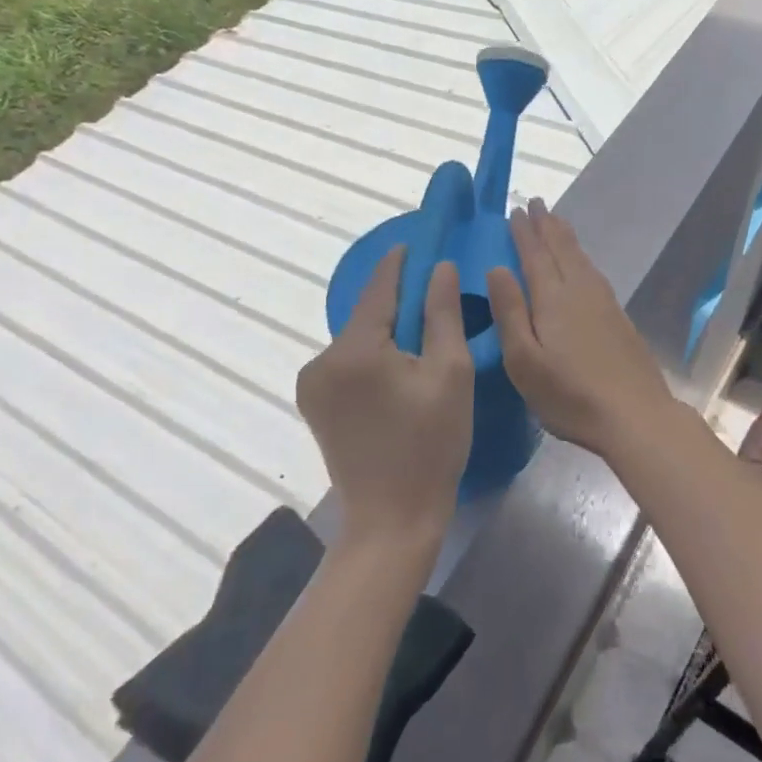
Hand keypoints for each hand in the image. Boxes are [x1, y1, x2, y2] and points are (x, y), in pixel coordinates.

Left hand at [296, 246, 472, 547]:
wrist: (392, 519)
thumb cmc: (431, 445)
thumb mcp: (449, 374)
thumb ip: (442, 313)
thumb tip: (438, 267)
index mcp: (354, 350)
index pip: (379, 288)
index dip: (400, 263)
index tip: (418, 242)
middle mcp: (321, 359)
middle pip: (367, 315)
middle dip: (398, 302)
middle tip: (433, 292)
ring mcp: (312, 383)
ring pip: (357, 339)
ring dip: (385, 331)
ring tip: (421, 335)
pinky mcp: (314, 403)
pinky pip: (347, 363)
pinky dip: (372, 356)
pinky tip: (398, 369)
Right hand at [486, 198, 680, 461]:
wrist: (635, 415)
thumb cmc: (570, 394)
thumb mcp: (524, 360)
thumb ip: (510, 312)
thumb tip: (496, 268)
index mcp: (552, 299)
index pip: (534, 255)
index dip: (524, 232)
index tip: (515, 210)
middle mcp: (579, 291)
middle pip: (561, 249)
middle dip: (546, 225)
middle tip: (536, 203)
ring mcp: (603, 303)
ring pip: (581, 258)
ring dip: (566, 237)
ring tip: (556, 222)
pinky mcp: (618, 318)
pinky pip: (593, 272)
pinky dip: (582, 258)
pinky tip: (582, 265)